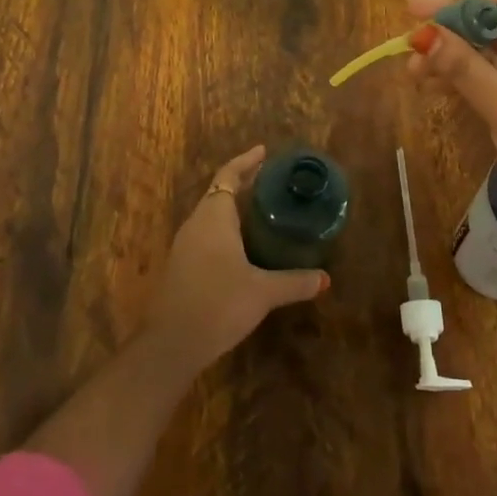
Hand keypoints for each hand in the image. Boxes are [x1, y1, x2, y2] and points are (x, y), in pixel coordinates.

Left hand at [143, 145, 328, 370]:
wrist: (171, 344)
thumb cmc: (218, 304)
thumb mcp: (263, 292)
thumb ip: (294, 282)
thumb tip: (325, 279)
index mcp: (214, 217)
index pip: (229, 176)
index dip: (246, 162)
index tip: (264, 151)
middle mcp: (196, 224)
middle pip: (219, 192)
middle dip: (243, 182)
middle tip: (271, 179)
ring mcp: (185, 246)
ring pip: (211, 215)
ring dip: (233, 207)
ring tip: (261, 209)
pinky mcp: (181, 266)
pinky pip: (206, 234)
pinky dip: (225, 229)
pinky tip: (242, 246)